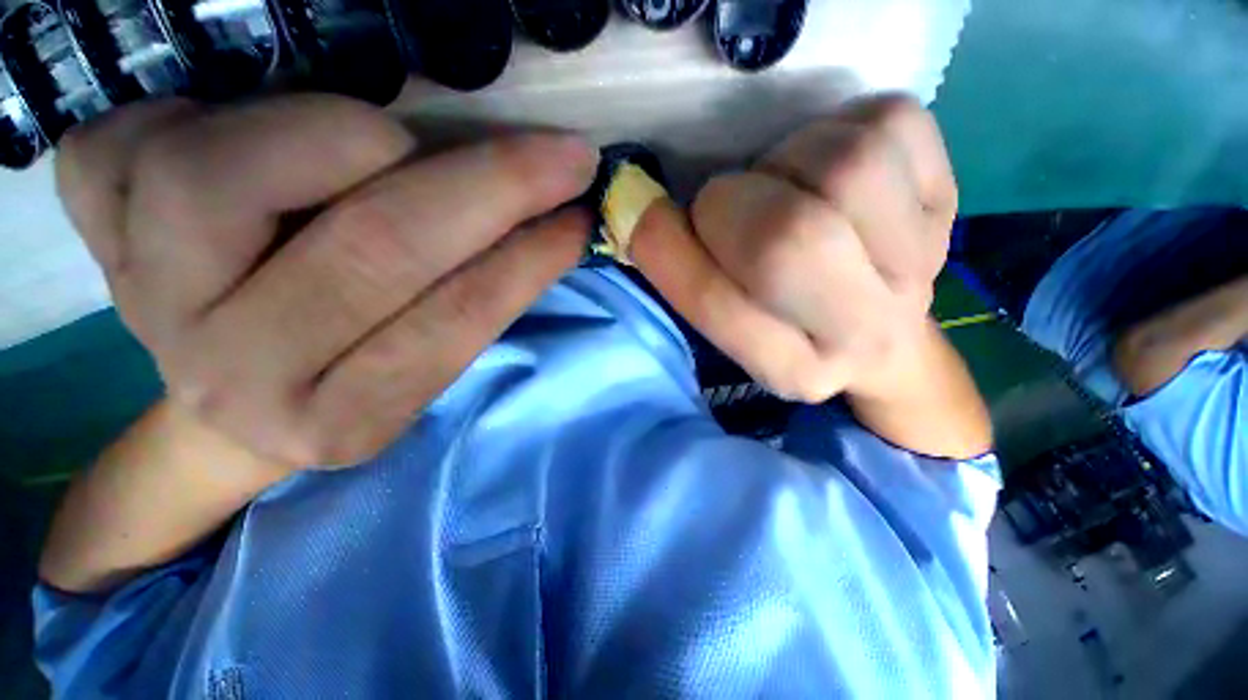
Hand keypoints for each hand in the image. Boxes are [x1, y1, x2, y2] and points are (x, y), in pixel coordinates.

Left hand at [57, 95, 597, 467]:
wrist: (238, 396)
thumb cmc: (356, 372)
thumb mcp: (424, 364)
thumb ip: (477, 297)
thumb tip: (548, 226)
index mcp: (341, 419)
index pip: (458, 320)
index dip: (529, 258)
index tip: (580, 215)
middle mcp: (236, 376)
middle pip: (372, 249)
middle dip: (492, 185)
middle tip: (560, 156)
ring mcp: (145, 304)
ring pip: (222, 175)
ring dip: (341, 135)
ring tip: (381, 144)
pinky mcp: (93, 241)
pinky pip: (125, 146)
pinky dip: (202, 111)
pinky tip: (244, 137)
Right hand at [632, 94, 957, 402]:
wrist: (883, 328)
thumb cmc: (786, 322)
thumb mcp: (729, 321)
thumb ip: (683, 275)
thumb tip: (638, 209)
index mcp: (792, 370)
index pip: (716, 302)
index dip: (668, 249)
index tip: (646, 219)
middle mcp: (860, 334)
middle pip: (786, 238)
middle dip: (731, 205)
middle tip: (729, 207)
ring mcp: (919, 265)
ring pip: (843, 168)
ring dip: (786, 160)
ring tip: (786, 186)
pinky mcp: (948, 199)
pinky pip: (886, 125)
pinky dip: (840, 128)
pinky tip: (835, 171)